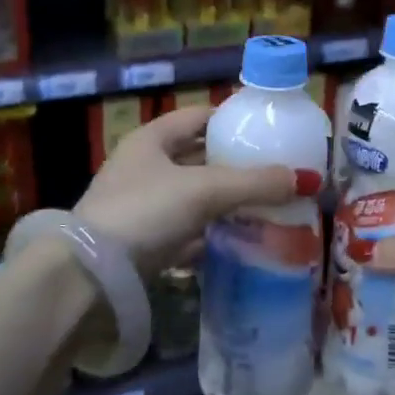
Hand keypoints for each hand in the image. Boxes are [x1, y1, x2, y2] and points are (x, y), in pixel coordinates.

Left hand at [74, 105, 323, 276]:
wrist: (88, 278)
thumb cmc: (144, 212)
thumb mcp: (204, 191)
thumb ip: (255, 183)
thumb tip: (306, 178)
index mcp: (152, 139)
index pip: (200, 116)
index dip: (234, 120)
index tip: (269, 132)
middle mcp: (145, 168)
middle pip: (200, 159)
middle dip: (237, 166)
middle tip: (278, 174)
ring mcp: (142, 207)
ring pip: (196, 198)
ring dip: (228, 203)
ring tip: (270, 208)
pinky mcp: (144, 243)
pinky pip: (188, 232)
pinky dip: (213, 234)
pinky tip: (242, 241)